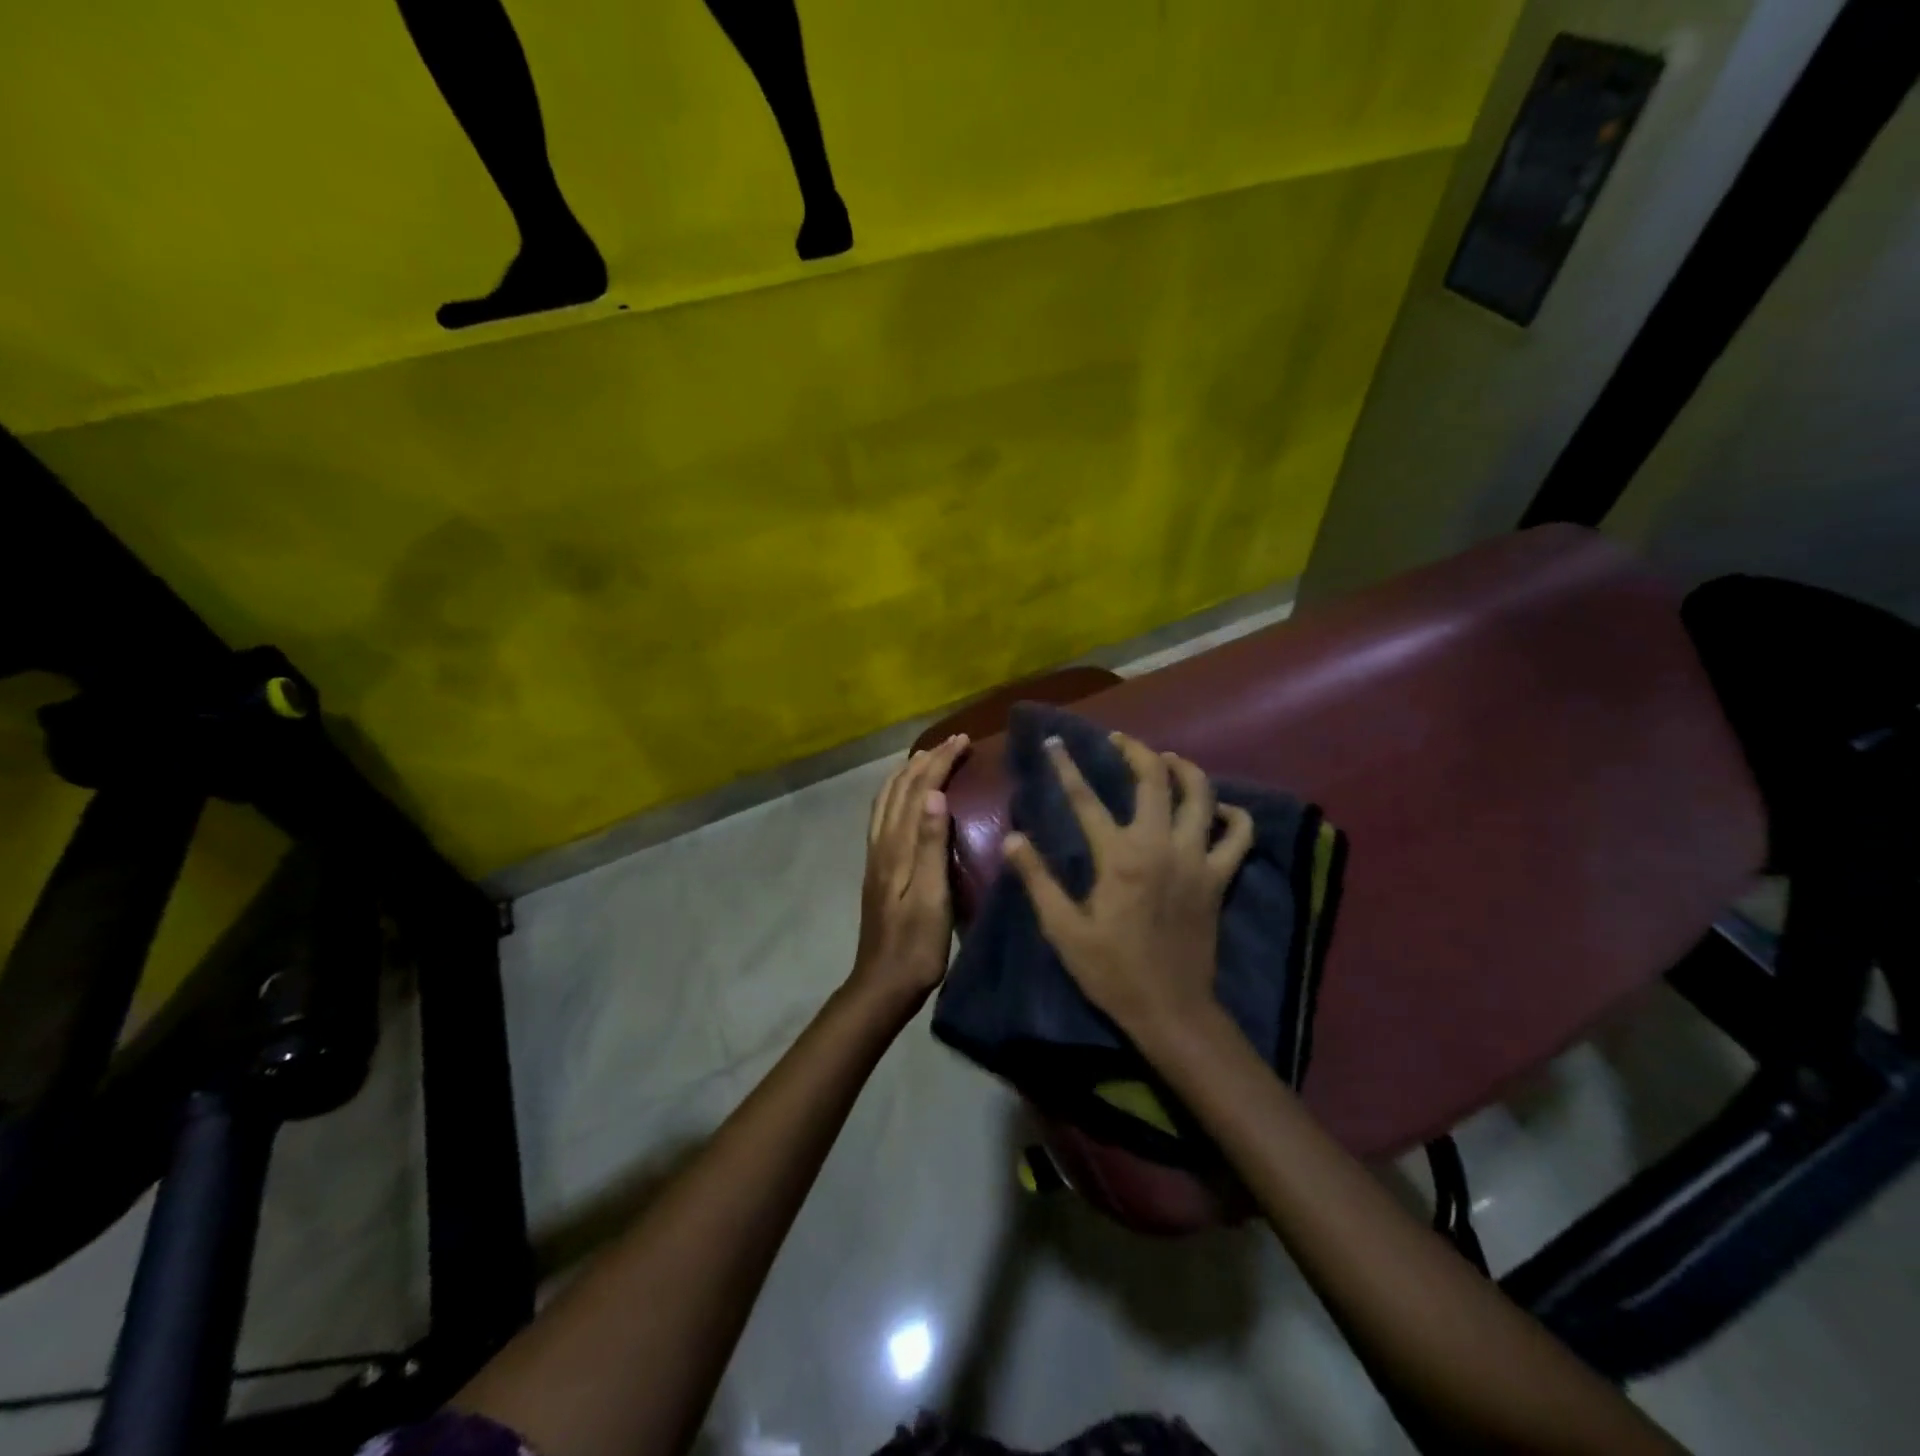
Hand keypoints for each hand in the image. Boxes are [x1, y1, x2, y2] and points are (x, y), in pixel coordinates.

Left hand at [848, 733, 970, 1014]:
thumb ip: (931, 846)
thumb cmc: (916, 944)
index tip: (963, 741)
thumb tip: (934, 794)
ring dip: (907, 773)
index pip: (919, 791)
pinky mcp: (878, 867)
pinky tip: (906, 799)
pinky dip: (897, 793)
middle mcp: (883, 843)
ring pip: (887, 799)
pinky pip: (884, 815)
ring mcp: (877, 855)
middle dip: (926, 761)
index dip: (940, 763)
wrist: (883, 982)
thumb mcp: (931, 897)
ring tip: (927, 758)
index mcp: (898, 847)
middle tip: (953, 742)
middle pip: (900, 789)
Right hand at [1002, 731, 1254, 1043]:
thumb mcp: (1063, 929)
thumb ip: (1038, 879)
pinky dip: (1233, 815)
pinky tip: (1219, 809)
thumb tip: (1014, 838)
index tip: (1055, 743)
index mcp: (1119, 857)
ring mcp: (1197, 860)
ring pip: (1202, 795)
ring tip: (1167, 759)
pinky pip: (1239, 836)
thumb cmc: (1111, 971)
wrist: (1171, 1010)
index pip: (1086, 799)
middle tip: (1119, 740)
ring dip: (1184, 769)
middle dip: (1135, 751)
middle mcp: (1161, 846)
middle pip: (1155, 780)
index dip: (1067, 767)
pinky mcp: (1220, 878)